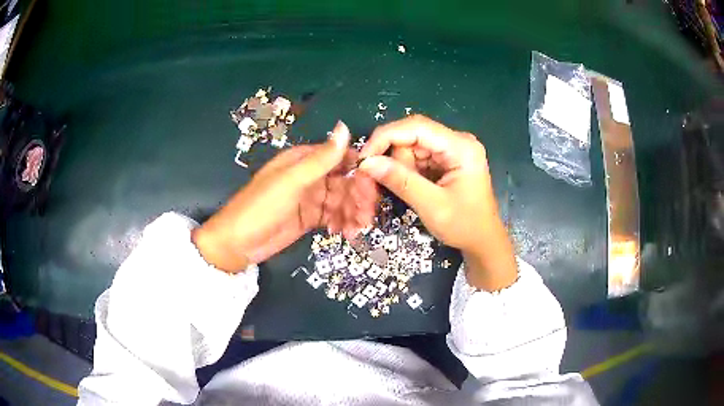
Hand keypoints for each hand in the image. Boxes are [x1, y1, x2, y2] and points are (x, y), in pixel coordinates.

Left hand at [193, 122, 377, 272]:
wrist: (238, 244)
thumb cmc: (261, 207)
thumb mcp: (291, 181)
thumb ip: (320, 159)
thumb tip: (344, 128)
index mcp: (303, 160)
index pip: (339, 157)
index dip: (358, 170)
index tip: (371, 185)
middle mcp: (309, 176)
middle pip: (344, 181)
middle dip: (357, 196)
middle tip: (365, 214)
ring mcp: (310, 198)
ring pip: (341, 201)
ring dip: (353, 212)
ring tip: (357, 228)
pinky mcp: (309, 218)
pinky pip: (333, 216)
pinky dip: (342, 223)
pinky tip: (346, 233)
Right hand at [358, 115, 517, 290]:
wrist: (483, 241)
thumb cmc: (465, 226)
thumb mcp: (431, 205)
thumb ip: (400, 181)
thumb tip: (367, 163)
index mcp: (461, 147)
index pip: (416, 127)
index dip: (385, 137)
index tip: (364, 158)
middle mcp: (457, 141)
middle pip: (412, 136)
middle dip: (394, 159)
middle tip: (387, 185)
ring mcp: (452, 149)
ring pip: (411, 147)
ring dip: (400, 167)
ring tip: (409, 192)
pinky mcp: (446, 159)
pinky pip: (417, 157)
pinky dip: (407, 171)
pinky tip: (412, 188)